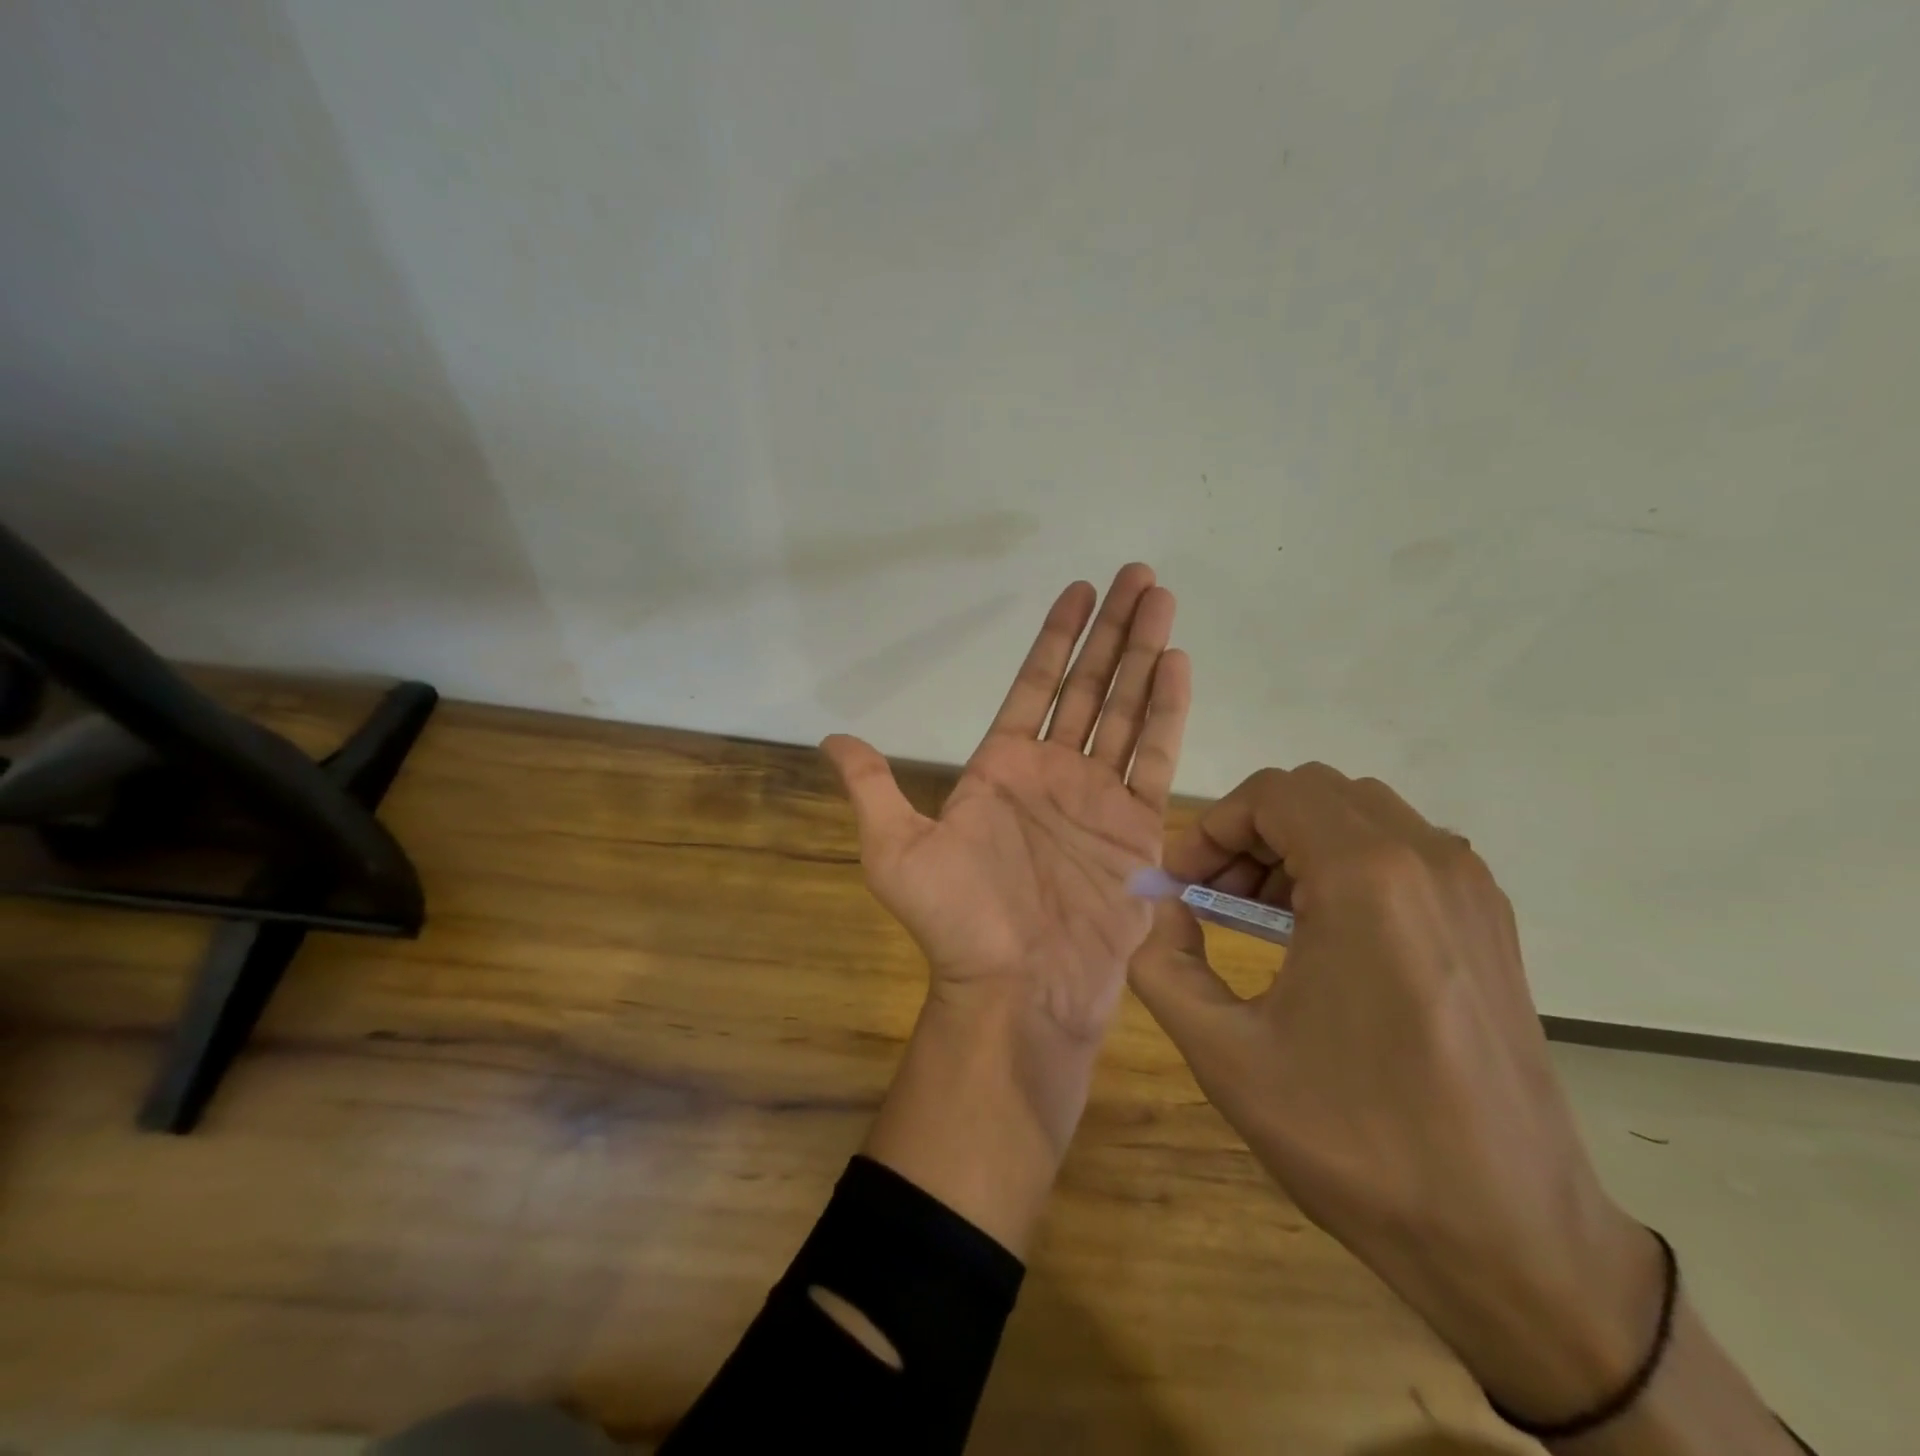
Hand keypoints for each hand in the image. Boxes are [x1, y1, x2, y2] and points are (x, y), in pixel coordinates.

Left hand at [823, 563, 1188, 1043]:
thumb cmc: (957, 922)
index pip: (1035, 685)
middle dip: (1113, 629)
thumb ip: (873, 788)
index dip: (1057, 637)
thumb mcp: (895, 851)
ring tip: (1163, 600)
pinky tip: (1177, 662)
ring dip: (1145, 652)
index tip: (1079, 590)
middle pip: (1089, 684)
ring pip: (1126, 707)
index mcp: (1001, 767)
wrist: (1017, 989)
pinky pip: (1155, 755)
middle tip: (1139, 574)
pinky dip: (1168, 709)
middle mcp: (1054, 772)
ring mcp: (1099, 796)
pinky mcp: (1138, 826)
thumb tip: (833, 739)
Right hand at [1129, 765, 1658, 1419]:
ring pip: (1360, 817)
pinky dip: (1345, 866)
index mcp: (1367, 878)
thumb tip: (1160, 909)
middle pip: (1315, 795)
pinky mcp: (1490, 922)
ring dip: (1295, 846)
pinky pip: (1402, 853)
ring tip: (1258, 917)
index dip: (1212, 829)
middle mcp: (1428, 860)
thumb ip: (1163, 963)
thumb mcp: (1224, 1053)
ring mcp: (1471, 888)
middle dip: (1249, 833)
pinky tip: (1321, 937)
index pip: (1272, 794)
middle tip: (1211, 899)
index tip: (1182, 887)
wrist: (1512, 1238)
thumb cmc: (1356, 1139)